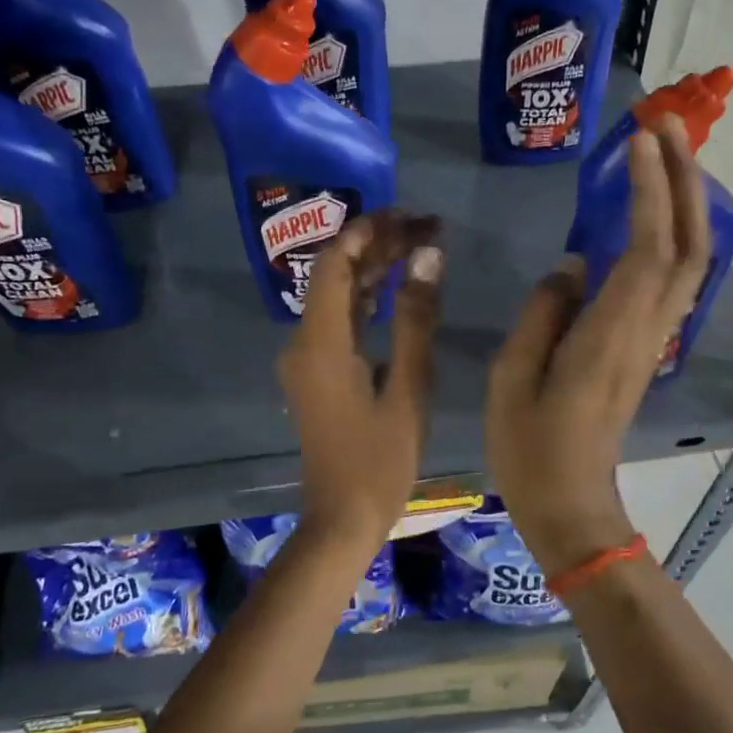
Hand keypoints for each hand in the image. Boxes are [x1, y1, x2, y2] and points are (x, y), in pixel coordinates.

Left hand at [279, 212, 442, 560]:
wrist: (342, 518)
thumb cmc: (380, 460)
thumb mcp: (408, 388)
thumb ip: (416, 319)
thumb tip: (427, 256)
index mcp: (320, 342)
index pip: (334, 262)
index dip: (369, 230)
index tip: (411, 215)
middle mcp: (303, 342)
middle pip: (335, 274)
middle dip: (378, 245)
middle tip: (428, 228)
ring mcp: (306, 358)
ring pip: (337, 296)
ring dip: (374, 270)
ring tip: (422, 247)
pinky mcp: (316, 373)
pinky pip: (339, 321)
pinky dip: (367, 300)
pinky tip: (398, 287)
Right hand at [486, 117, 710, 575]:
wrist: (571, 504)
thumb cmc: (531, 445)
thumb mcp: (514, 375)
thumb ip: (545, 311)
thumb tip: (574, 266)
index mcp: (612, 331)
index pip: (647, 246)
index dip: (650, 189)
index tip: (640, 138)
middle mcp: (646, 328)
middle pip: (689, 244)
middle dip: (684, 180)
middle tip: (665, 127)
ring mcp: (653, 339)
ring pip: (691, 261)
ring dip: (687, 204)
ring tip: (665, 157)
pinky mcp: (646, 349)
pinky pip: (675, 281)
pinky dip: (676, 237)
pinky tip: (657, 217)